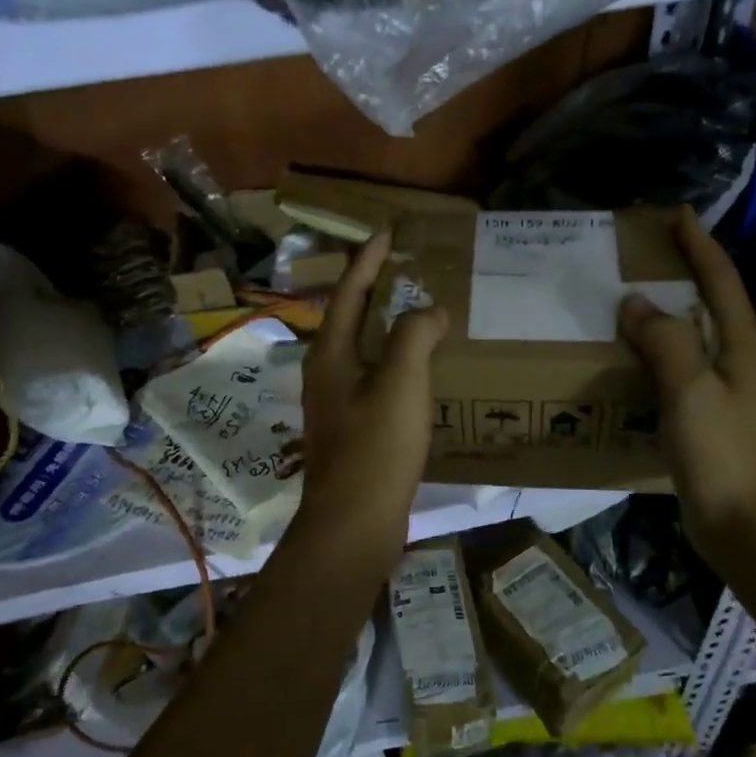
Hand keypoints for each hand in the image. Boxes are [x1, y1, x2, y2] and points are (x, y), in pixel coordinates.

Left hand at [295, 231, 449, 560]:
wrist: (354, 524)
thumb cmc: (375, 449)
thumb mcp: (400, 383)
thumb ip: (414, 337)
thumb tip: (429, 309)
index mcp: (330, 354)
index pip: (348, 292)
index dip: (367, 260)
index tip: (387, 232)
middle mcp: (326, 373)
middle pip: (349, 318)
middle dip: (374, 289)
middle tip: (404, 266)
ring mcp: (336, 404)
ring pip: (361, 350)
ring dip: (385, 326)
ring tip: (417, 311)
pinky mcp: (352, 429)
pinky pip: (374, 378)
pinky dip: (394, 361)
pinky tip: (418, 370)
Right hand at [618, 207, 755, 554]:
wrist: (744, 524)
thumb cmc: (722, 454)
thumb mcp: (691, 392)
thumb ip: (665, 342)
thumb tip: (635, 303)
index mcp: (742, 343)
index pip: (720, 279)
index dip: (699, 244)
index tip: (676, 214)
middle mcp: (739, 357)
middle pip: (711, 300)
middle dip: (682, 270)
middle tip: (641, 252)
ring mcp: (726, 387)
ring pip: (694, 332)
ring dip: (666, 309)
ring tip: (628, 295)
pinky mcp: (709, 412)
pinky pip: (681, 364)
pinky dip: (658, 347)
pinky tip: (630, 353)